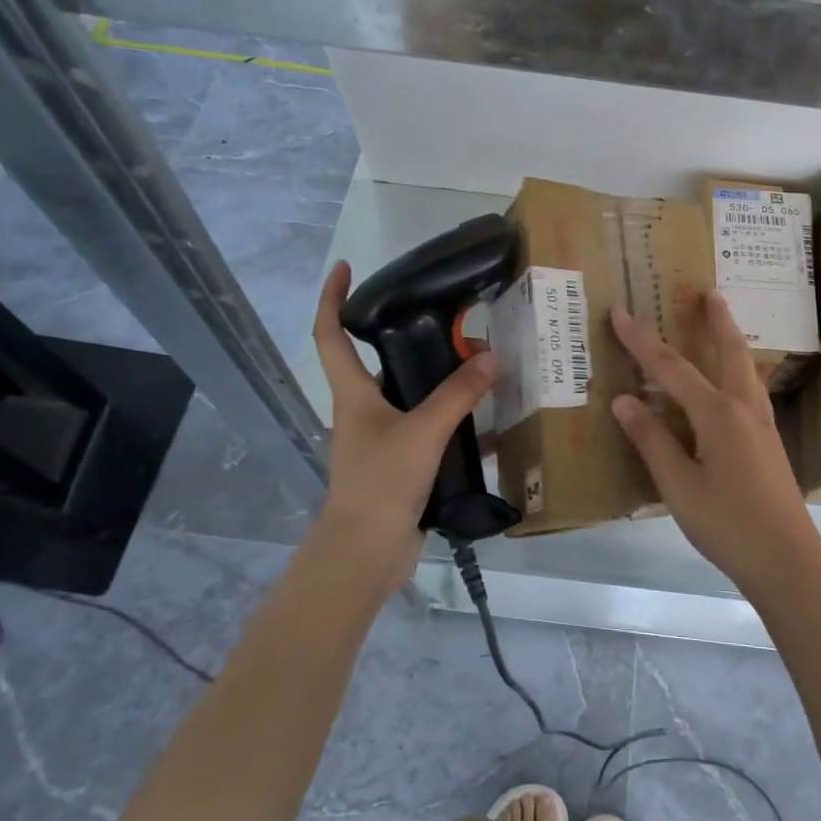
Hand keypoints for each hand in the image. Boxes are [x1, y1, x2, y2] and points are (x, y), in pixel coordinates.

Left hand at [308, 261, 498, 600]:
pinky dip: (457, 422)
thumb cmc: (380, 483)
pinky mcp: (403, 464)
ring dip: (442, 381)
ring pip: (413, 396)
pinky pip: (432, 431)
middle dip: (412, 338)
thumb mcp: (422, 432)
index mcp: (353, 393)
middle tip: (454, 323)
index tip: (346, 267)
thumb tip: (491, 356)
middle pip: (381, 362)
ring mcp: (383, 439)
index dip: (332, 297)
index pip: (330, 334)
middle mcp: (363, 410)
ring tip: (481, 365)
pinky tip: (491, 422)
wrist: (366, 553)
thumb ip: (458, 395)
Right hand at [609, 291, 820, 600]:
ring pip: (746, 369)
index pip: (671, 367)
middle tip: (709, 291)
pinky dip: (739, 369)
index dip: (642, 340)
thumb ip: (652, 440)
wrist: (788, 560)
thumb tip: (624, 400)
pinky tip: (736, 382)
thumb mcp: (679, 485)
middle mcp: (744, 408)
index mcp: (718, 413)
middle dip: (716, 320)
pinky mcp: (769, 443)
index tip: (620, 312)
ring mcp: (763, 425)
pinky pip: (752, 389)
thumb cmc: (728, 524)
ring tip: (725, 320)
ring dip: (732, 340)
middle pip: (728, 352)